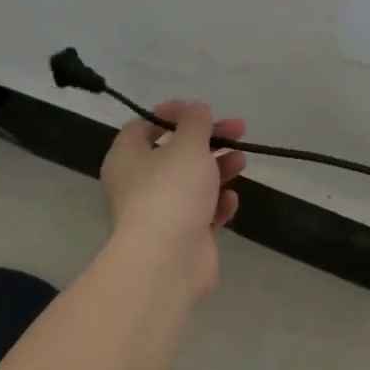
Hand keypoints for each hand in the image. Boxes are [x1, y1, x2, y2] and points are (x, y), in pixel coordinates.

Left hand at [100, 101, 245, 295]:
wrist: (168, 261)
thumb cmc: (172, 191)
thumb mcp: (188, 145)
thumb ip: (195, 123)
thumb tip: (196, 108)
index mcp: (128, 158)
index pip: (143, 126)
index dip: (171, 114)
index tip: (198, 110)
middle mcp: (139, 184)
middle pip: (175, 153)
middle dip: (209, 140)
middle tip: (238, 129)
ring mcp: (161, 212)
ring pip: (192, 182)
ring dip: (218, 168)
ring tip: (241, 161)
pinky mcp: (182, 236)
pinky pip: (202, 212)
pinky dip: (217, 203)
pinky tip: (231, 199)